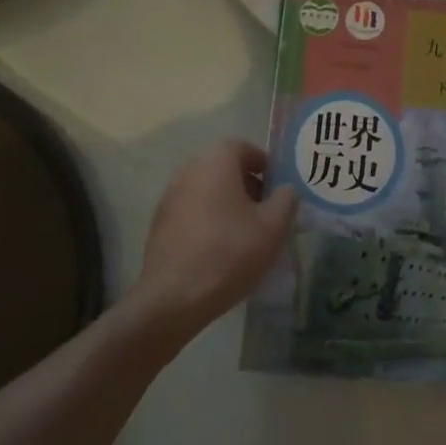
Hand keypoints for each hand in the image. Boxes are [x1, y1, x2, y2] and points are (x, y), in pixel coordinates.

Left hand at [126, 138, 297, 343]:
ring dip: (228, 202)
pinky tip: (220, 248)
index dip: (265, 165)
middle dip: (248, 184)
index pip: (244, 147)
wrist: (174, 297)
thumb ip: (286, 200)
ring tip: (246, 232)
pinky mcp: (159, 222)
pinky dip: (209, 218)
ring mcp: (170, 195)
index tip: (278, 188)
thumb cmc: (230, 252)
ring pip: (207, 189)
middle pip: (224, 167)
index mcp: (216, 161)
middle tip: (266, 211)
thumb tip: (285, 190)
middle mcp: (189, 169)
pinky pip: (192, 209)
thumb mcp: (273, 227)